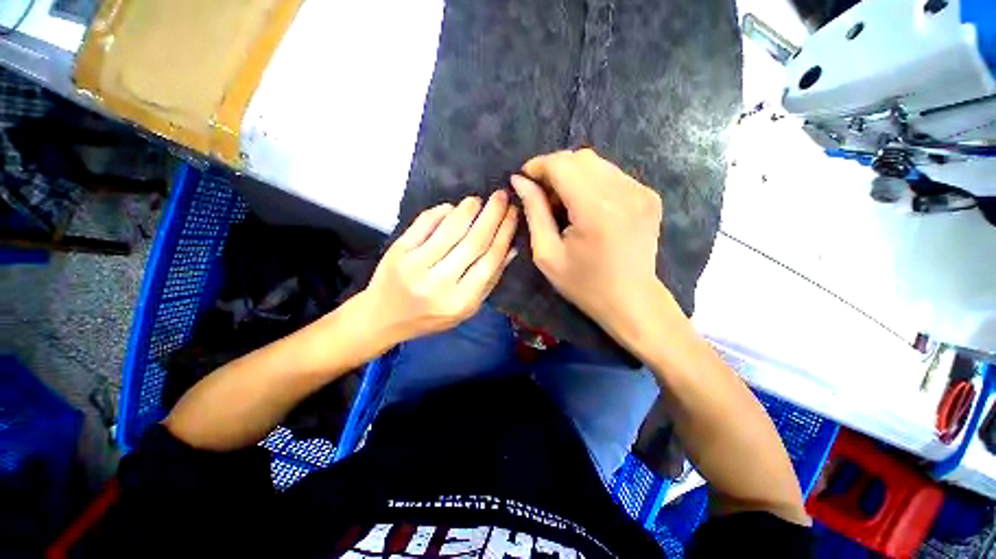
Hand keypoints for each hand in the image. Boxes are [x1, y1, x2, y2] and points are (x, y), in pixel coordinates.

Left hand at [363, 192, 518, 343]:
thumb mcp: (467, 307)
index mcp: (461, 301)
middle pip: (473, 242)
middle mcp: (439, 284)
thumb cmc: (431, 316)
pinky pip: (424, 224)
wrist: (385, 316)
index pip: (490, 261)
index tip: (513, 214)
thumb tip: (511, 248)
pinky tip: (453, 207)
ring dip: (468, 210)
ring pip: (450, 230)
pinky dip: (441, 212)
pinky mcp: (398, 251)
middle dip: (492, 216)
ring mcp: (415, 266)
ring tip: (479, 200)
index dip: (504, 233)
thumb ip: (490, 280)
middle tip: (502, 197)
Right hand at [511, 149, 665, 335]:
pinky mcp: (650, 196)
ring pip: (598, 164)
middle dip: (555, 169)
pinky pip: (613, 175)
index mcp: (594, 209)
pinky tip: (587, 207)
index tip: (525, 178)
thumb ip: (534, 212)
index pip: (562, 164)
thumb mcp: (547, 254)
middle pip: (580, 158)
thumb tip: (520, 181)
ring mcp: (641, 191)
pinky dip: (593, 183)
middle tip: (543, 194)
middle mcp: (622, 192)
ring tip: (564, 203)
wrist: (631, 301)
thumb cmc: (584, 284)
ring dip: (574, 175)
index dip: (539, 165)